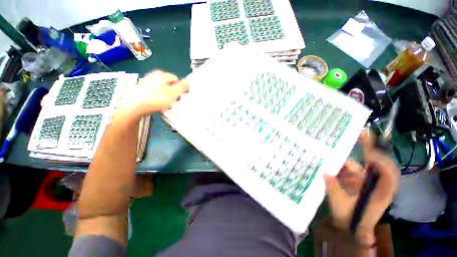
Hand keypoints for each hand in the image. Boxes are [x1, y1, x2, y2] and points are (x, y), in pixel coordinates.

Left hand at [116, 70, 188, 121]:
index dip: (179, 88)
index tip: (178, 97)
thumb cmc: (157, 99)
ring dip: (165, 95)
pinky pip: (154, 92)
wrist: (134, 106)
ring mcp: (146, 81)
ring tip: (164, 104)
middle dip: (172, 92)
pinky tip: (155, 103)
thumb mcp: (173, 93)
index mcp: (162, 74)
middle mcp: (153, 75)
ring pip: (161, 88)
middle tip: (171, 101)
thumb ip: (182, 86)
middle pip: (169, 84)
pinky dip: (157, 97)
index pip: (176, 79)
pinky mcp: (141, 88)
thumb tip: (189, 81)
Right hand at [324, 129, 399, 245]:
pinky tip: (332, 163)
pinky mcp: (358, 179)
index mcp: (381, 192)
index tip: (370, 149)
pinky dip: (342, 164)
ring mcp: (367, 180)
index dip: (381, 160)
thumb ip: (334, 189)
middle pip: (379, 161)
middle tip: (363, 132)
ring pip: (361, 164)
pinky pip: (351, 168)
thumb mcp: (341, 206)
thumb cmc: (350, 220)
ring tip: (337, 150)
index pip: (388, 173)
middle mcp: (377, 183)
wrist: (350, 226)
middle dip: (371, 147)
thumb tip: (325, 173)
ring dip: (350, 158)